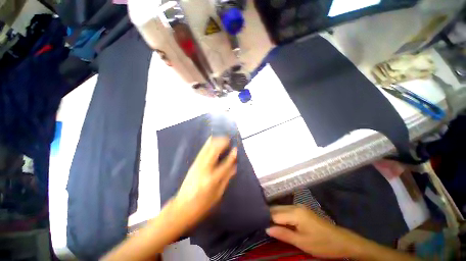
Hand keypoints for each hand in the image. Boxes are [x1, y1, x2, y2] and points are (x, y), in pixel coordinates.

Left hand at [173, 137, 236, 227]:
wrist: (181, 208)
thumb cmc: (202, 205)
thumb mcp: (218, 195)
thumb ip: (226, 179)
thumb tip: (234, 167)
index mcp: (212, 180)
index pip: (224, 164)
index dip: (231, 156)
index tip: (236, 149)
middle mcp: (204, 169)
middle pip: (214, 152)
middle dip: (221, 143)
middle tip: (229, 139)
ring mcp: (197, 165)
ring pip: (207, 149)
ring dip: (215, 142)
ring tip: (222, 138)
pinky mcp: (193, 164)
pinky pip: (202, 151)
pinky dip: (207, 144)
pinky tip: (211, 140)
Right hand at [266, 205, 367, 258]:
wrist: (341, 241)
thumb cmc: (322, 244)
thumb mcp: (301, 242)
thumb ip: (283, 234)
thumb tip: (266, 228)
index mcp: (295, 212)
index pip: (274, 214)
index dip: (266, 219)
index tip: (258, 225)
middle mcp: (295, 206)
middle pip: (276, 209)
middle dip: (268, 216)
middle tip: (261, 226)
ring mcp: (299, 207)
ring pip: (281, 209)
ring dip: (274, 217)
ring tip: (268, 225)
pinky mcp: (302, 210)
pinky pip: (287, 211)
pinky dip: (281, 217)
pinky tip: (279, 224)